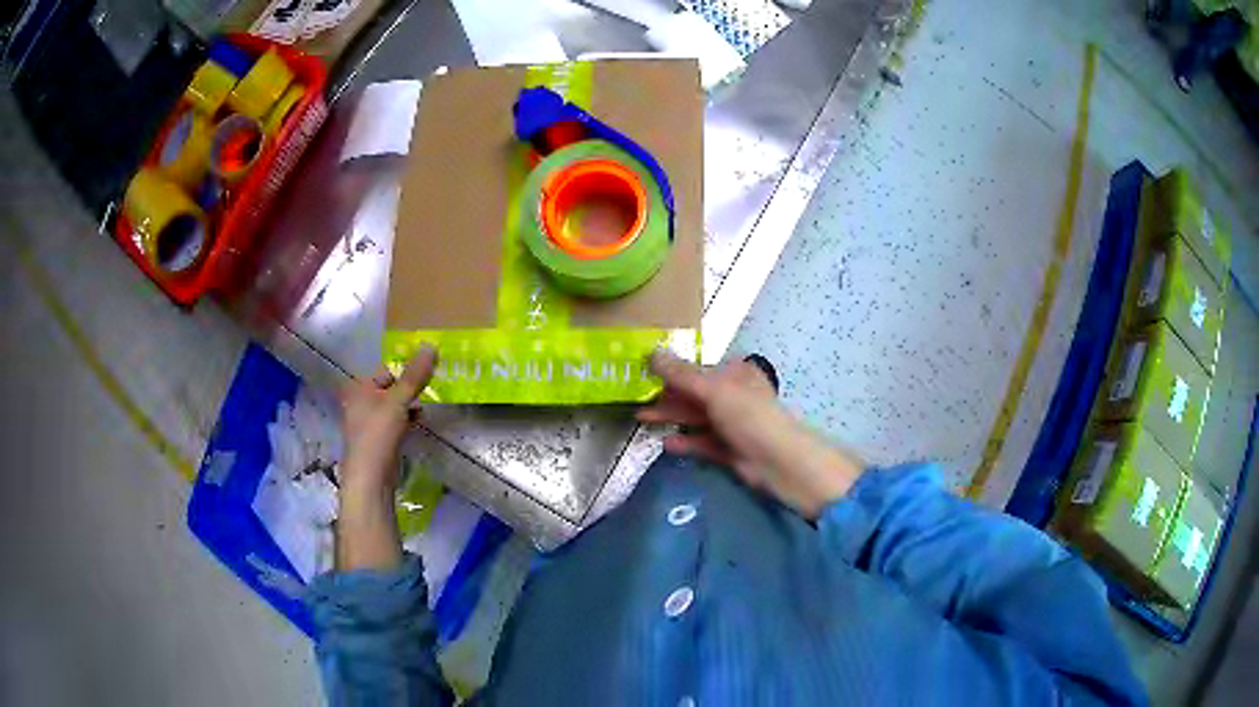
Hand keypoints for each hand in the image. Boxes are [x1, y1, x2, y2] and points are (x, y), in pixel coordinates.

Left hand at [335, 345, 436, 571]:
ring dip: (408, 406)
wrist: (370, 478)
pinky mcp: (377, 440)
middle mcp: (359, 402)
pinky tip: (418, 423)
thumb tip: (431, 345)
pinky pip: (393, 422)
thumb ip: (415, 376)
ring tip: (426, 407)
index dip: (405, 372)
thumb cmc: (378, 434)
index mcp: (358, 388)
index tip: (426, 376)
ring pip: (392, 406)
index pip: (385, 370)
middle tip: (430, 390)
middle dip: (408, 389)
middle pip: (389, 388)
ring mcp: (367, 423)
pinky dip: (405, 421)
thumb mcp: (398, 401)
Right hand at [636, 351, 863, 518]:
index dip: (672, 371)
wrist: (778, 462)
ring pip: (697, 418)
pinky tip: (667, 443)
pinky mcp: (731, 450)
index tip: (644, 374)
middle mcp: (735, 396)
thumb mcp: (713, 390)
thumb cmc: (749, 416)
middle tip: (636, 399)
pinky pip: (703, 442)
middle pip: (695, 394)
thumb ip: (681, 374)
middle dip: (667, 397)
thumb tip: (653, 352)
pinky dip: (686, 441)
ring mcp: (734, 424)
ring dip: (672, 417)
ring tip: (642, 420)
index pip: (699, 370)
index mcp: (736, 375)